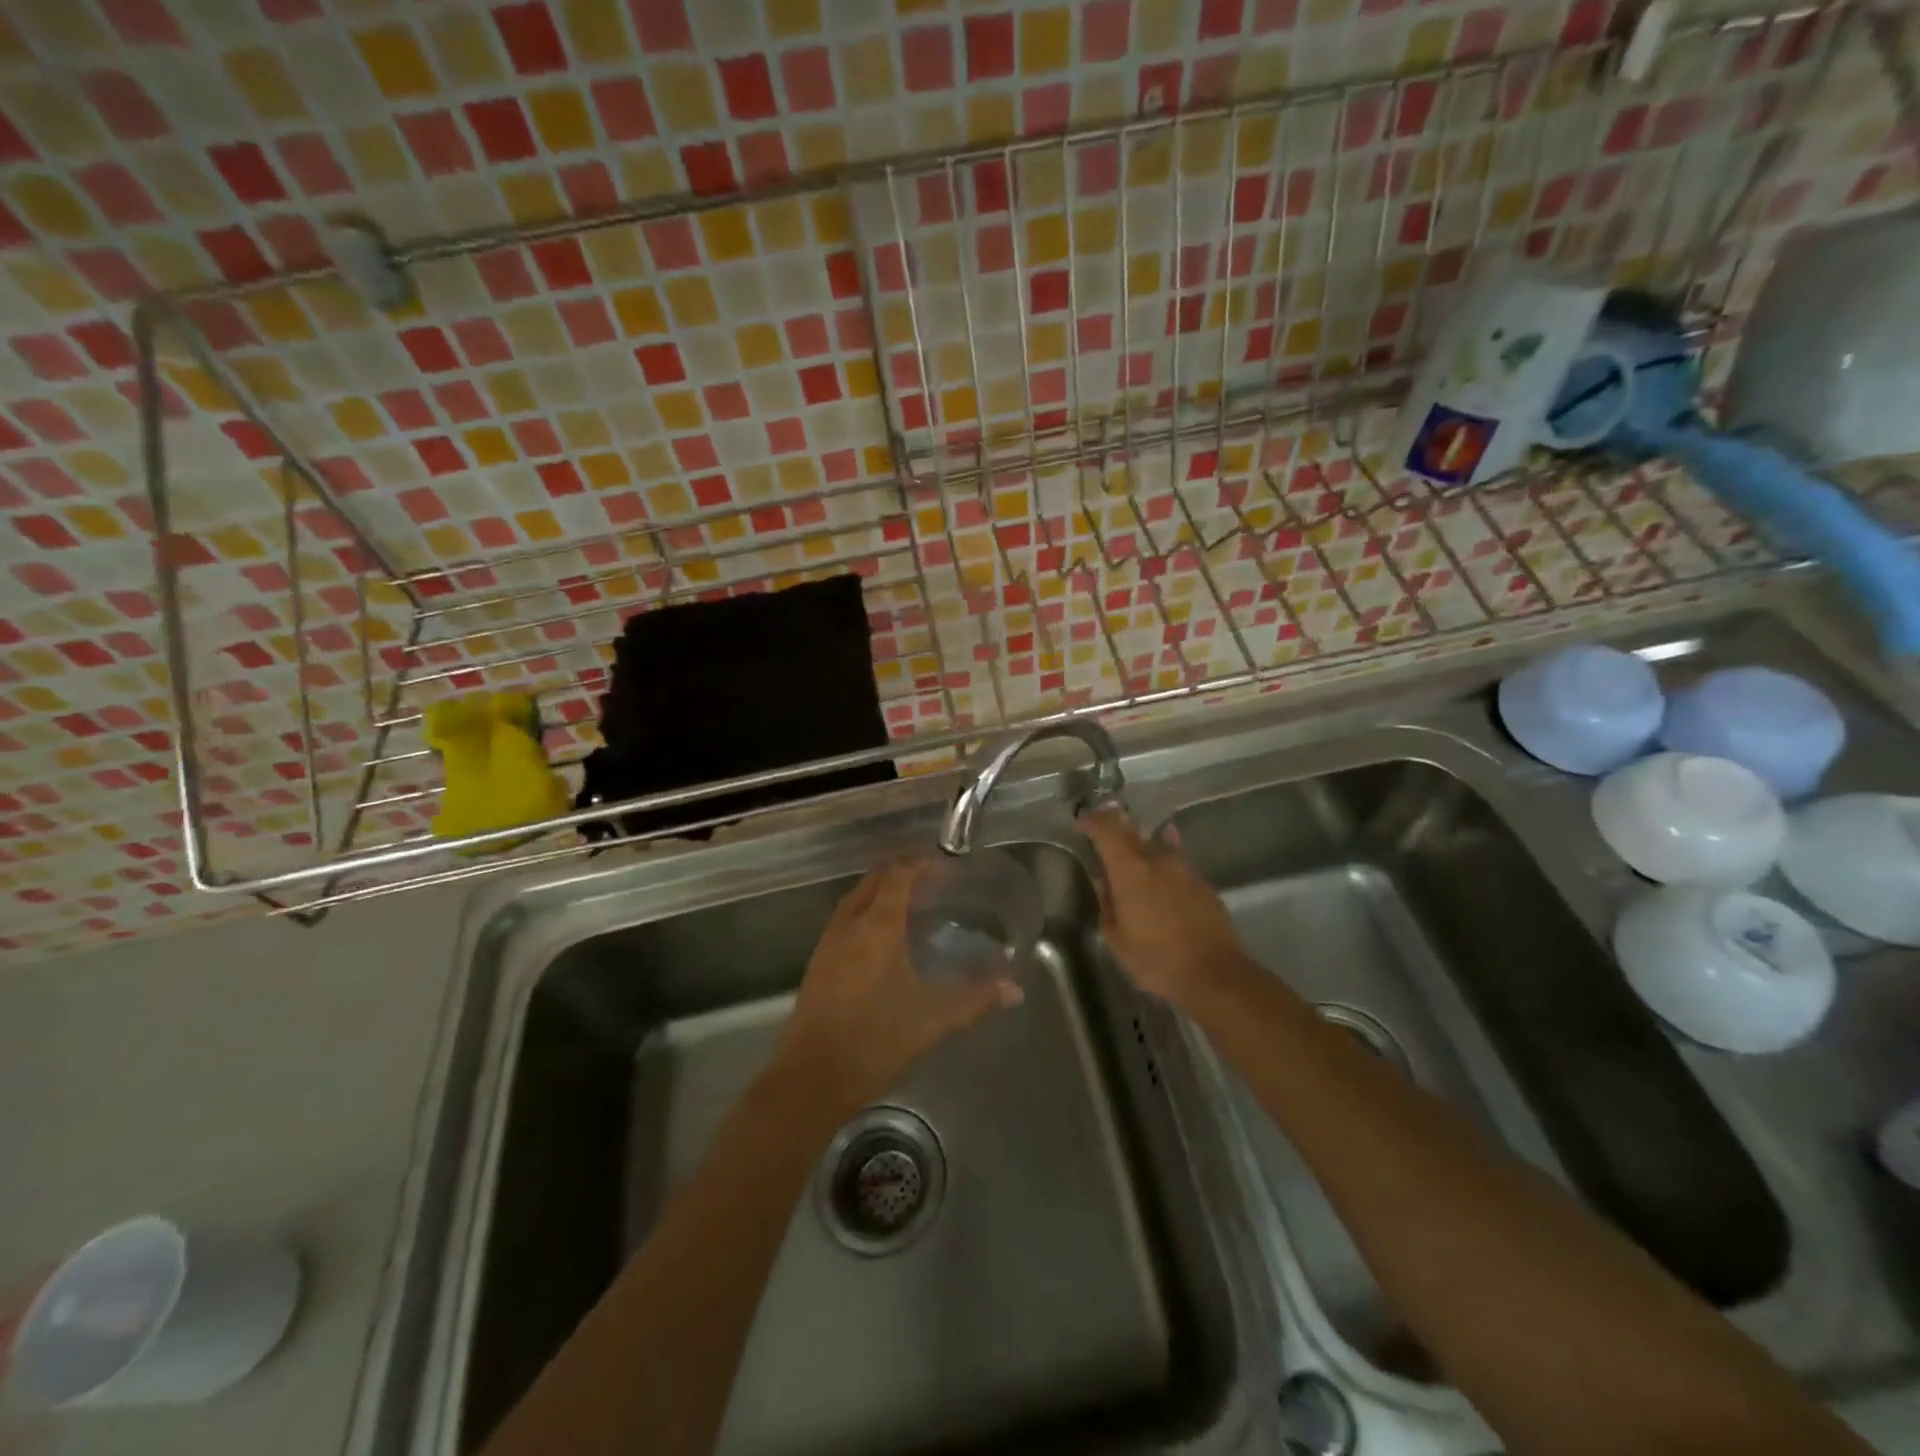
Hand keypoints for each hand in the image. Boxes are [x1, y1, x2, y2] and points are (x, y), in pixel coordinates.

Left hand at [776, 862, 1021, 1112]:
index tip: (943, 864)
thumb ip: (975, 999)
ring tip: (909, 904)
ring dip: (880, 893)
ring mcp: (828, 944)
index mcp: (877, 927)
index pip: (897, 876)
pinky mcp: (818, 964)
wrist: (812, 1078)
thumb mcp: (933, 1019)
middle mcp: (849, 925)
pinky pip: (844, 921)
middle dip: (900, 873)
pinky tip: (881, 939)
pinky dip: (865, 914)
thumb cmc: (875, 1040)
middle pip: (873, 881)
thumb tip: (1014, 988)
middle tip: (931, 881)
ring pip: (855, 900)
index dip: (918, 864)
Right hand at [1079, 809, 1248, 1009]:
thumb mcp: (1117, 939)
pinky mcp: (1203, 883)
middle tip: (1104, 836)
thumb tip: (1104, 882)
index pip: (1107, 830)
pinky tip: (1163, 868)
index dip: (1092, 821)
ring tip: (1134, 851)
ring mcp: (1185, 869)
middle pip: (1133, 831)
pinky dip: (1165, 858)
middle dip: (1115, 828)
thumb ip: (1107, 905)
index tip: (1080, 825)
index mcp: (1130, 870)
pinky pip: (1178, 860)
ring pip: (1159, 843)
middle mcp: (1158, 860)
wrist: (1214, 974)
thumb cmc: (1156, 959)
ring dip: (1143, 842)